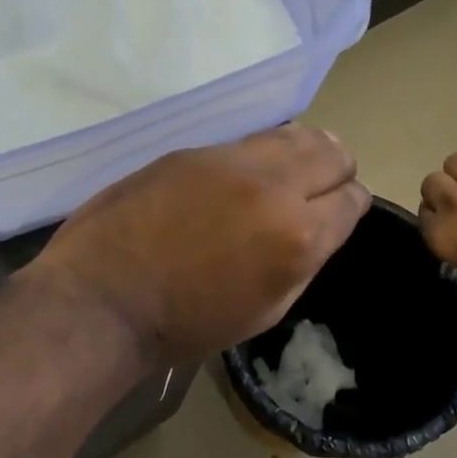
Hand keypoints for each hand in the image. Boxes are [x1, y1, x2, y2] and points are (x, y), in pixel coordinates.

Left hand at [27, 125, 370, 366]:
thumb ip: (304, 262)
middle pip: (332, 153)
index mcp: (299, 236)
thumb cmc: (188, 323)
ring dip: (301, 152)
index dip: (349, 207)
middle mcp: (274, 186)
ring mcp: (231, 160)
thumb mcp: (266, 310)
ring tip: (286, 174)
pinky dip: (257, 156)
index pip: (353, 199)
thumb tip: (317, 229)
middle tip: (319, 190)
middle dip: (336, 171)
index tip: (337, 215)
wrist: (104, 298)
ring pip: (292, 134)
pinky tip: (239, 179)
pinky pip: (246, 142)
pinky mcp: (194, 151)